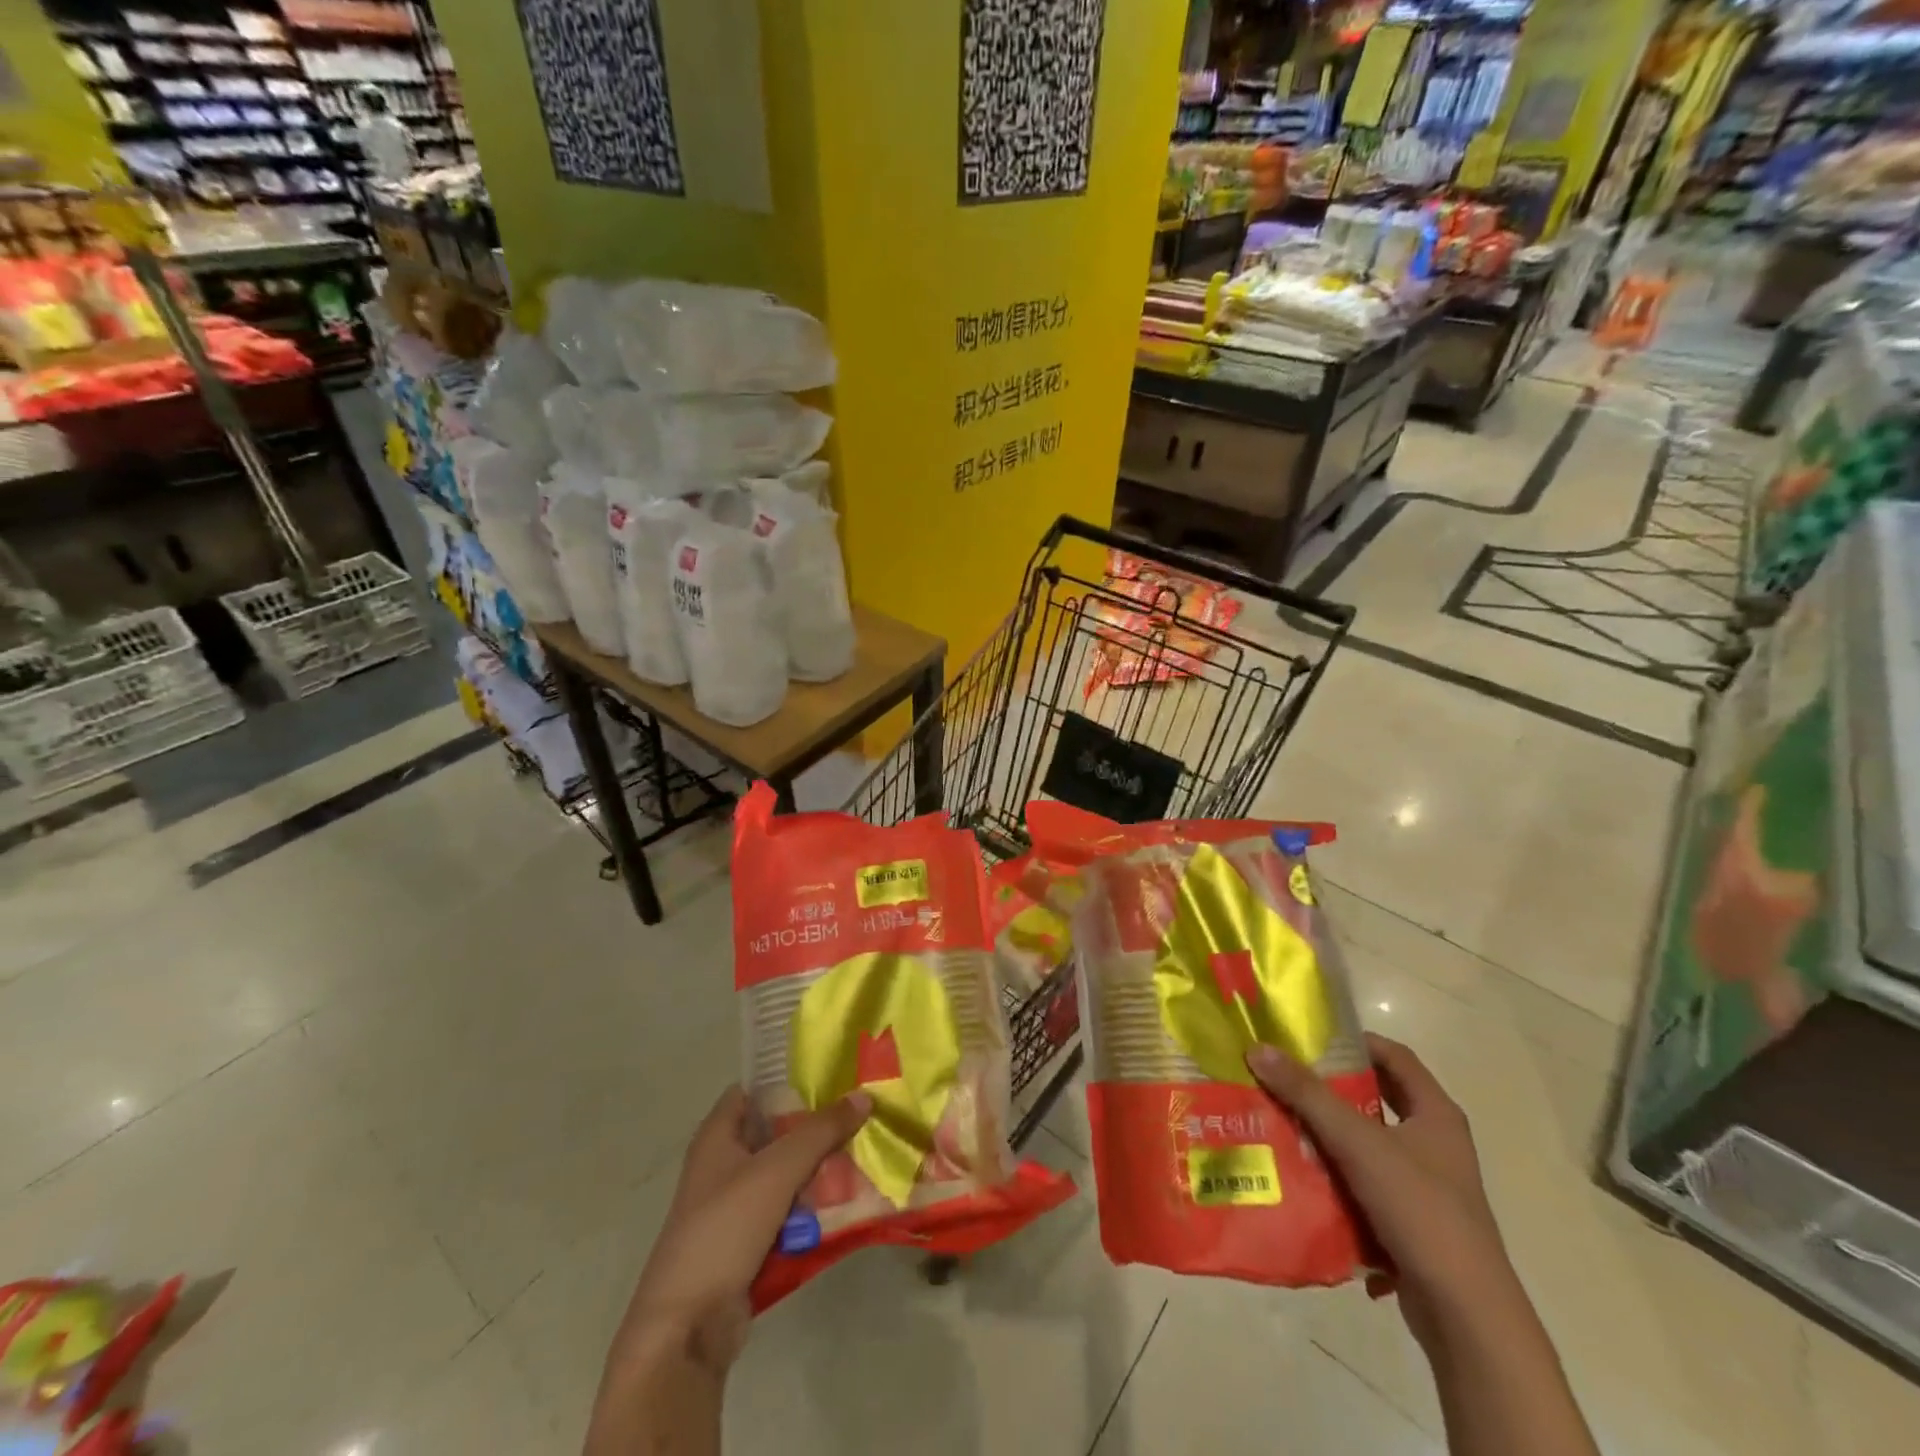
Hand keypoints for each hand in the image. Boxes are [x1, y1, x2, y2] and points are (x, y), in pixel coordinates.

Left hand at [608, 1085, 870, 1375]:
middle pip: (776, 1134)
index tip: (832, 1078)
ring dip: (819, 1172)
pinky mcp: (747, 1243)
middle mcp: (722, 1165)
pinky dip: (811, 1209)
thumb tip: (863, 1096)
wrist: (687, 1327)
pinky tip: (847, 1204)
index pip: (754, 1091)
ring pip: (785, 1176)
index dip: (788, 1081)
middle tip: (859, 1120)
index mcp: (717, 1136)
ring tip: (864, 1158)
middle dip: (815, 1129)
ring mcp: (734, 1207)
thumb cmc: (724, 1229)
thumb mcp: (777, 1170)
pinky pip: (786, 1213)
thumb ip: (821, 1131)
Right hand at [1247, 1034, 1519, 1352]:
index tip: (1310, 1039)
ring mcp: (1426, 1186)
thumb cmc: (1420, 1210)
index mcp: (1436, 1114)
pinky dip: (1337, 1177)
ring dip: (1329, 1135)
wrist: (1466, 1315)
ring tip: (1282, 1122)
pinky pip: (1366, 1185)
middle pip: (1376, 1099)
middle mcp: (1436, 1144)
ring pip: (1367, 1145)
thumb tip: (1259, 1049)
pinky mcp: (1412, 1222)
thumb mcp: (1358, 1143)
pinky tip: (1302, 1177)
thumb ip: (1307, 1095)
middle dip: (1331, 1089)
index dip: (1355, 1041)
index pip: (1395, 1056)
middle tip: (1286, 1078)